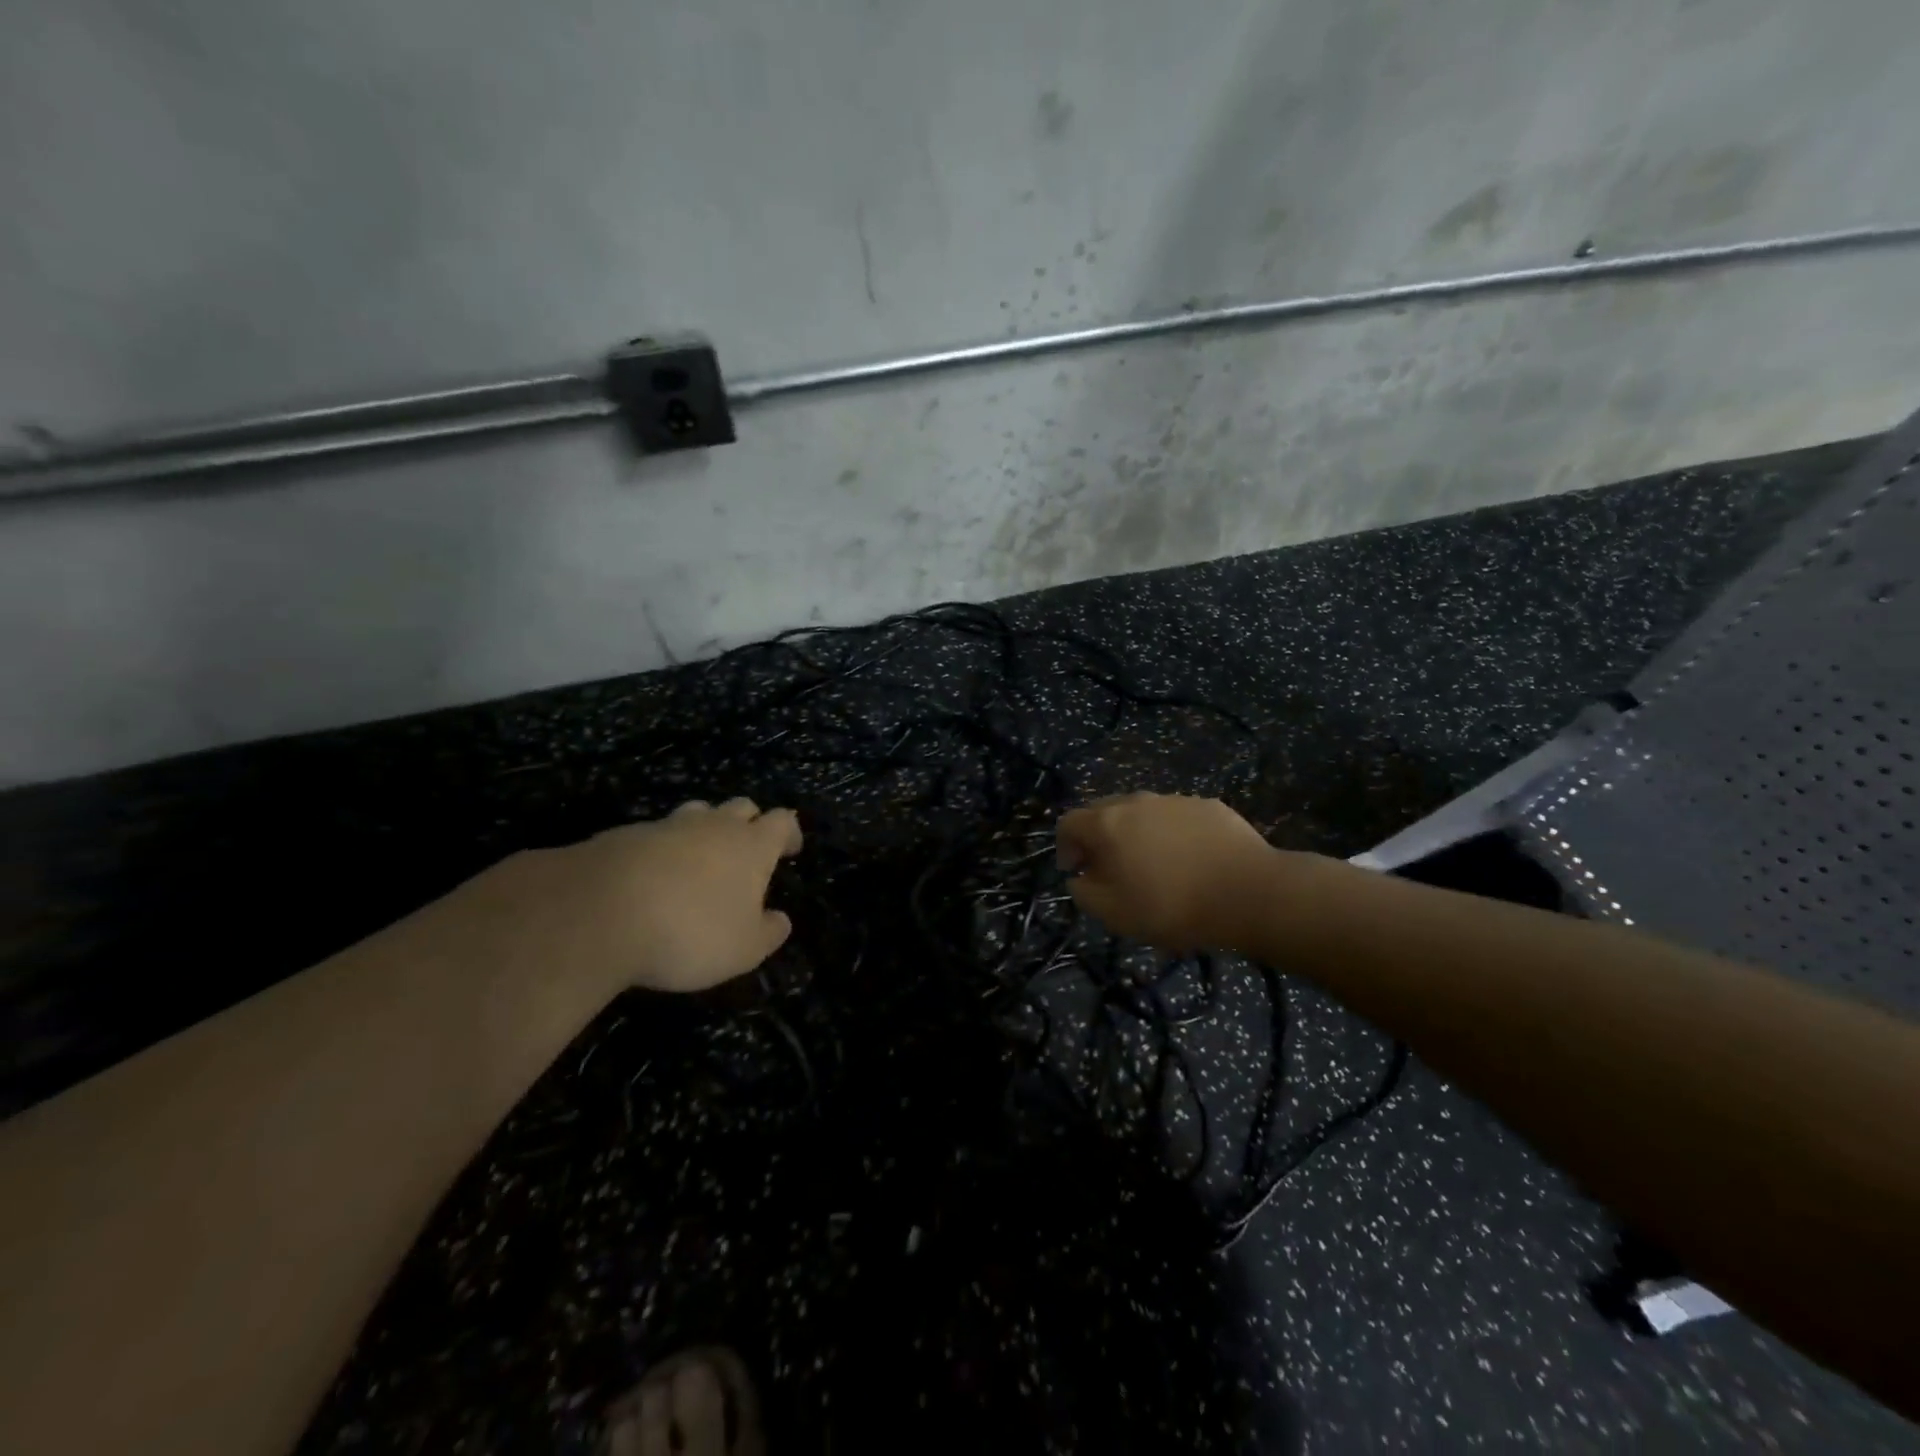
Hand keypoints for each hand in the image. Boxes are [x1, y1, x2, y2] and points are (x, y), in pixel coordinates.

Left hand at [471, 799, 802, 999]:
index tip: (790, 849)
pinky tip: (651, 877)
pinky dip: (661, 850)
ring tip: (698, 860)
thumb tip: (781, 919)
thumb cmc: (690, 932)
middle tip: (746, 851)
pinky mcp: (624, 836)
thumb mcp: (743, 950)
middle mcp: (713, 826)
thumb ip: (768, 933)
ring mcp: (666, 826)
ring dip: (704, 830)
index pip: (782, 821)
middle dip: (749, 823)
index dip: (789, 832)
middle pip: (740, 807)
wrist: (599, 913)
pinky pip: (654, 835)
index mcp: (751, 846)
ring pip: (696, 814)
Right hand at [1056, 793, 1275, 951]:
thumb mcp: (1114, 914)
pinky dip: (1173, 835)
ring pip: (1142, 814)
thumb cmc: (1171, 905)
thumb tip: (1079, 878)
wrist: (1248, 892)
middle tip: (1111, 870)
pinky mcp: (1208, 806)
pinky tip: (1191, 862)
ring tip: (1155, 868)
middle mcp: (1136, 801)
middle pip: (1104, 812)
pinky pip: (1177, 818)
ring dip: (1137, 835)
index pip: (1068, 822)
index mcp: (1107, 823)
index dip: (1065, 847)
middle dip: (1099, 839)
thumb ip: (1084, 893)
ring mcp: (1174, 800)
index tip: (1077, 872)